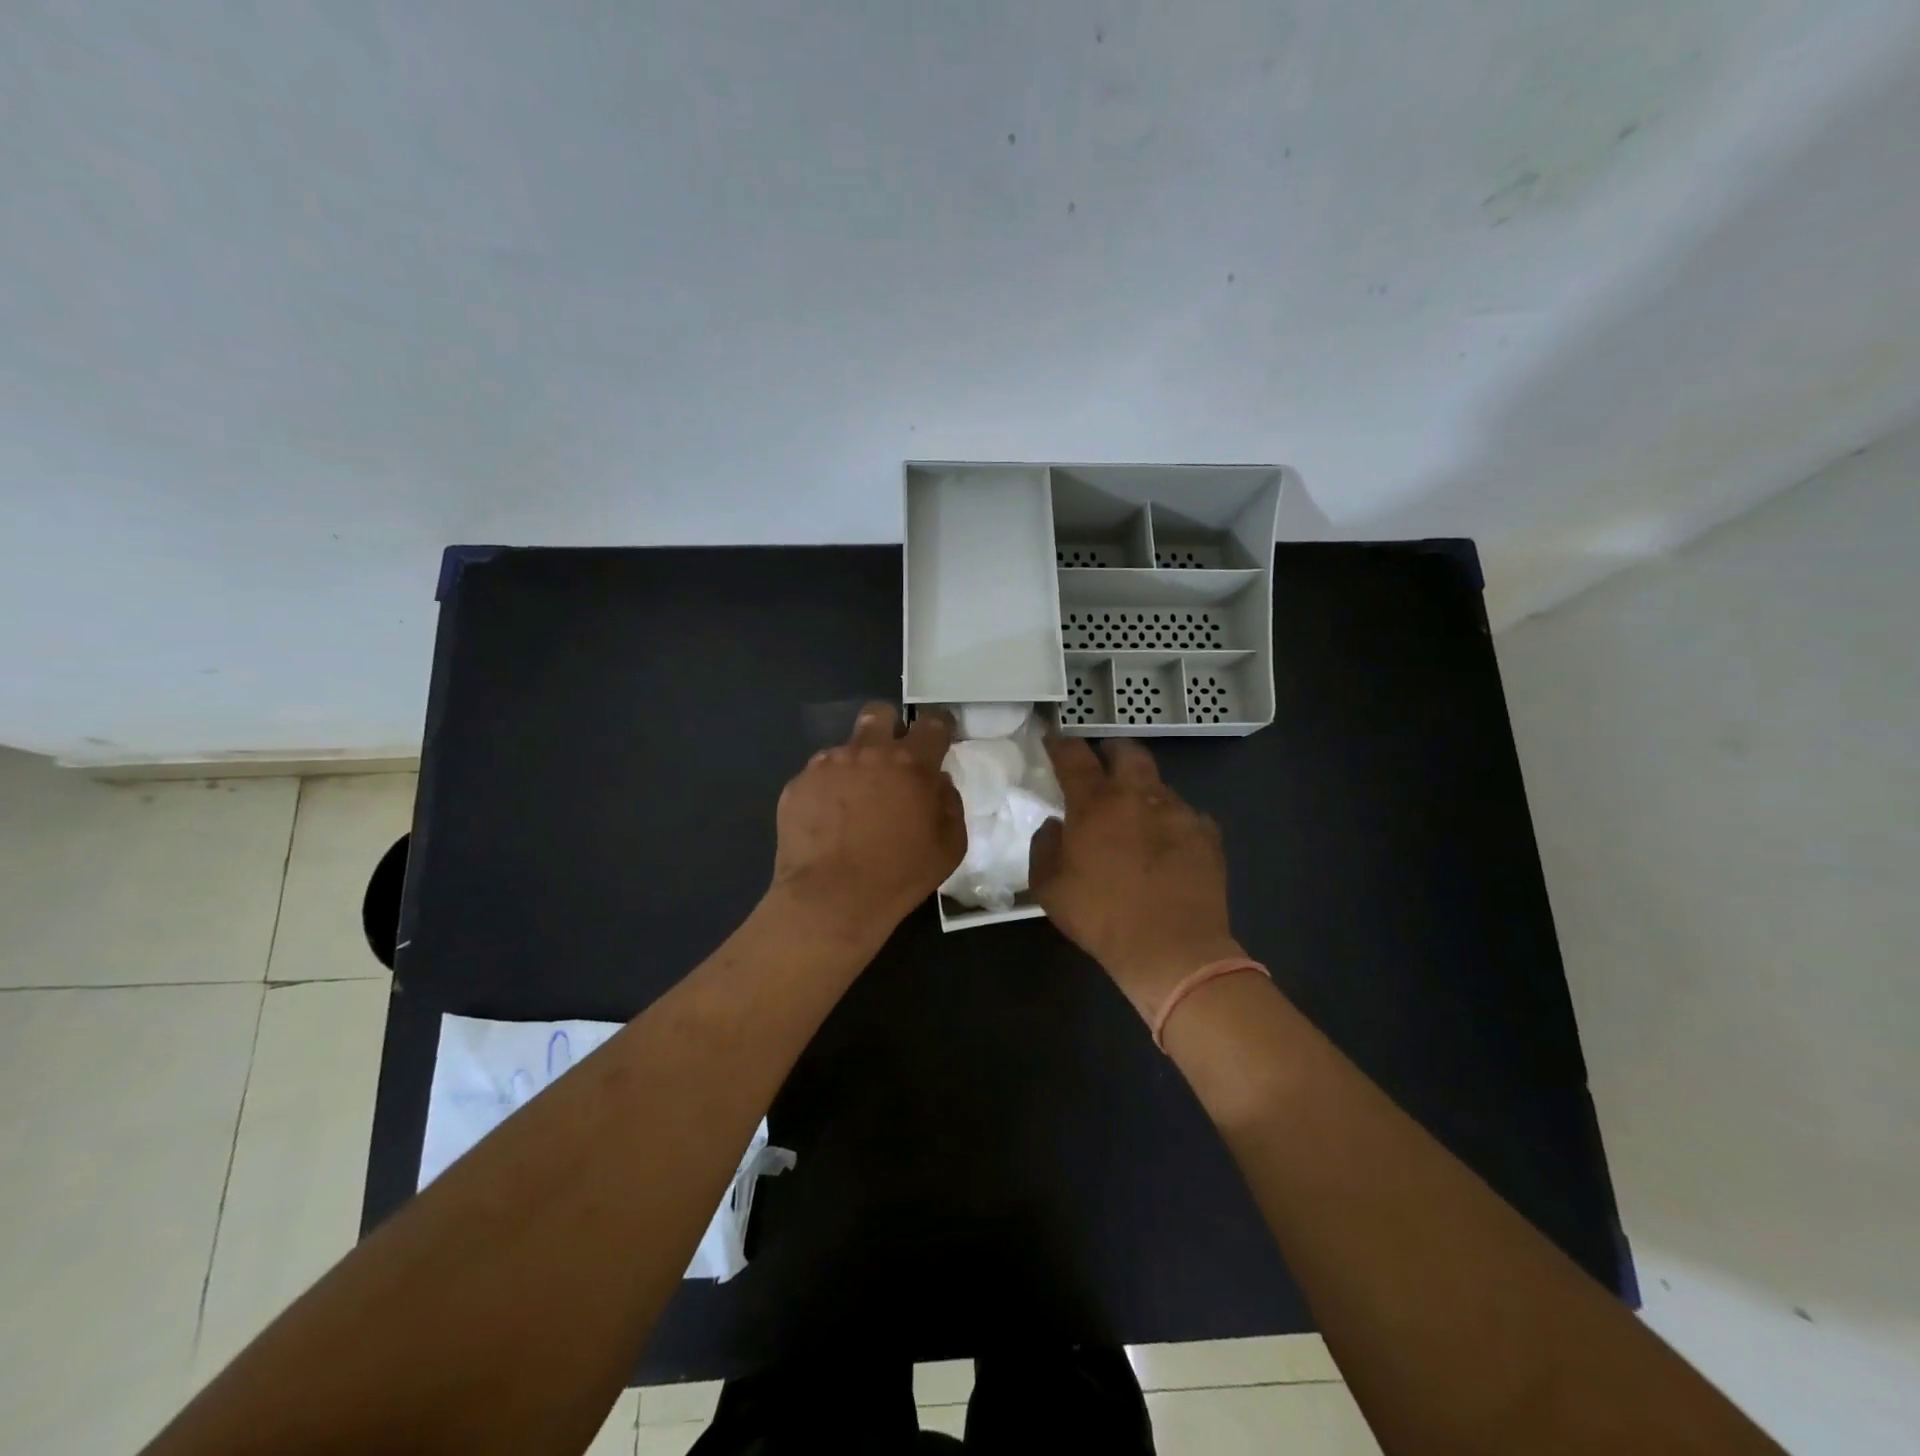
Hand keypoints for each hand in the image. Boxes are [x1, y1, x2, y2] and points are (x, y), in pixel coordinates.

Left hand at [770, 703, 964, 942]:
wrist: (830, 900)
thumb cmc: (899, 876)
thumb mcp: (949, 847)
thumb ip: (950, 804)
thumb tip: (938, 783)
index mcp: (911, 764)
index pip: (932, 723)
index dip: (939, 727)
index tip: (939, 740)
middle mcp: (868, 752)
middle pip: (880, 713)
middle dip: (890, 728)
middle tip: (892, 761)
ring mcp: (827, 765)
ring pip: (846, 748)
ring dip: (856, 766)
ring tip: (854, 806)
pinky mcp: (798, 784)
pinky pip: (818, 776)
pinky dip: (828, 791)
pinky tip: (828, 823)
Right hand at [1029, 737, 1243, 1021]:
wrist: (1173, 949)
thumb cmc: (1101, 917)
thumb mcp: (1049, 888)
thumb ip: (1045, 846)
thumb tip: (1056, 825)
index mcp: (1095, 802)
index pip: (1073, 755)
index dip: (1061, 744)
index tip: (1054, 743)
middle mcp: (1138, 795)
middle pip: (1127, 751)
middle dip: (1111, 752)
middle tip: (1102, 768)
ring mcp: (1178, 811)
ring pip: (1158, 783)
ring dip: (1142, 791)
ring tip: (1136, 818)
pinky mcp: (1207, 833)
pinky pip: (1186, 814)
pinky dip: (1171, 822)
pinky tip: (1167, 846)